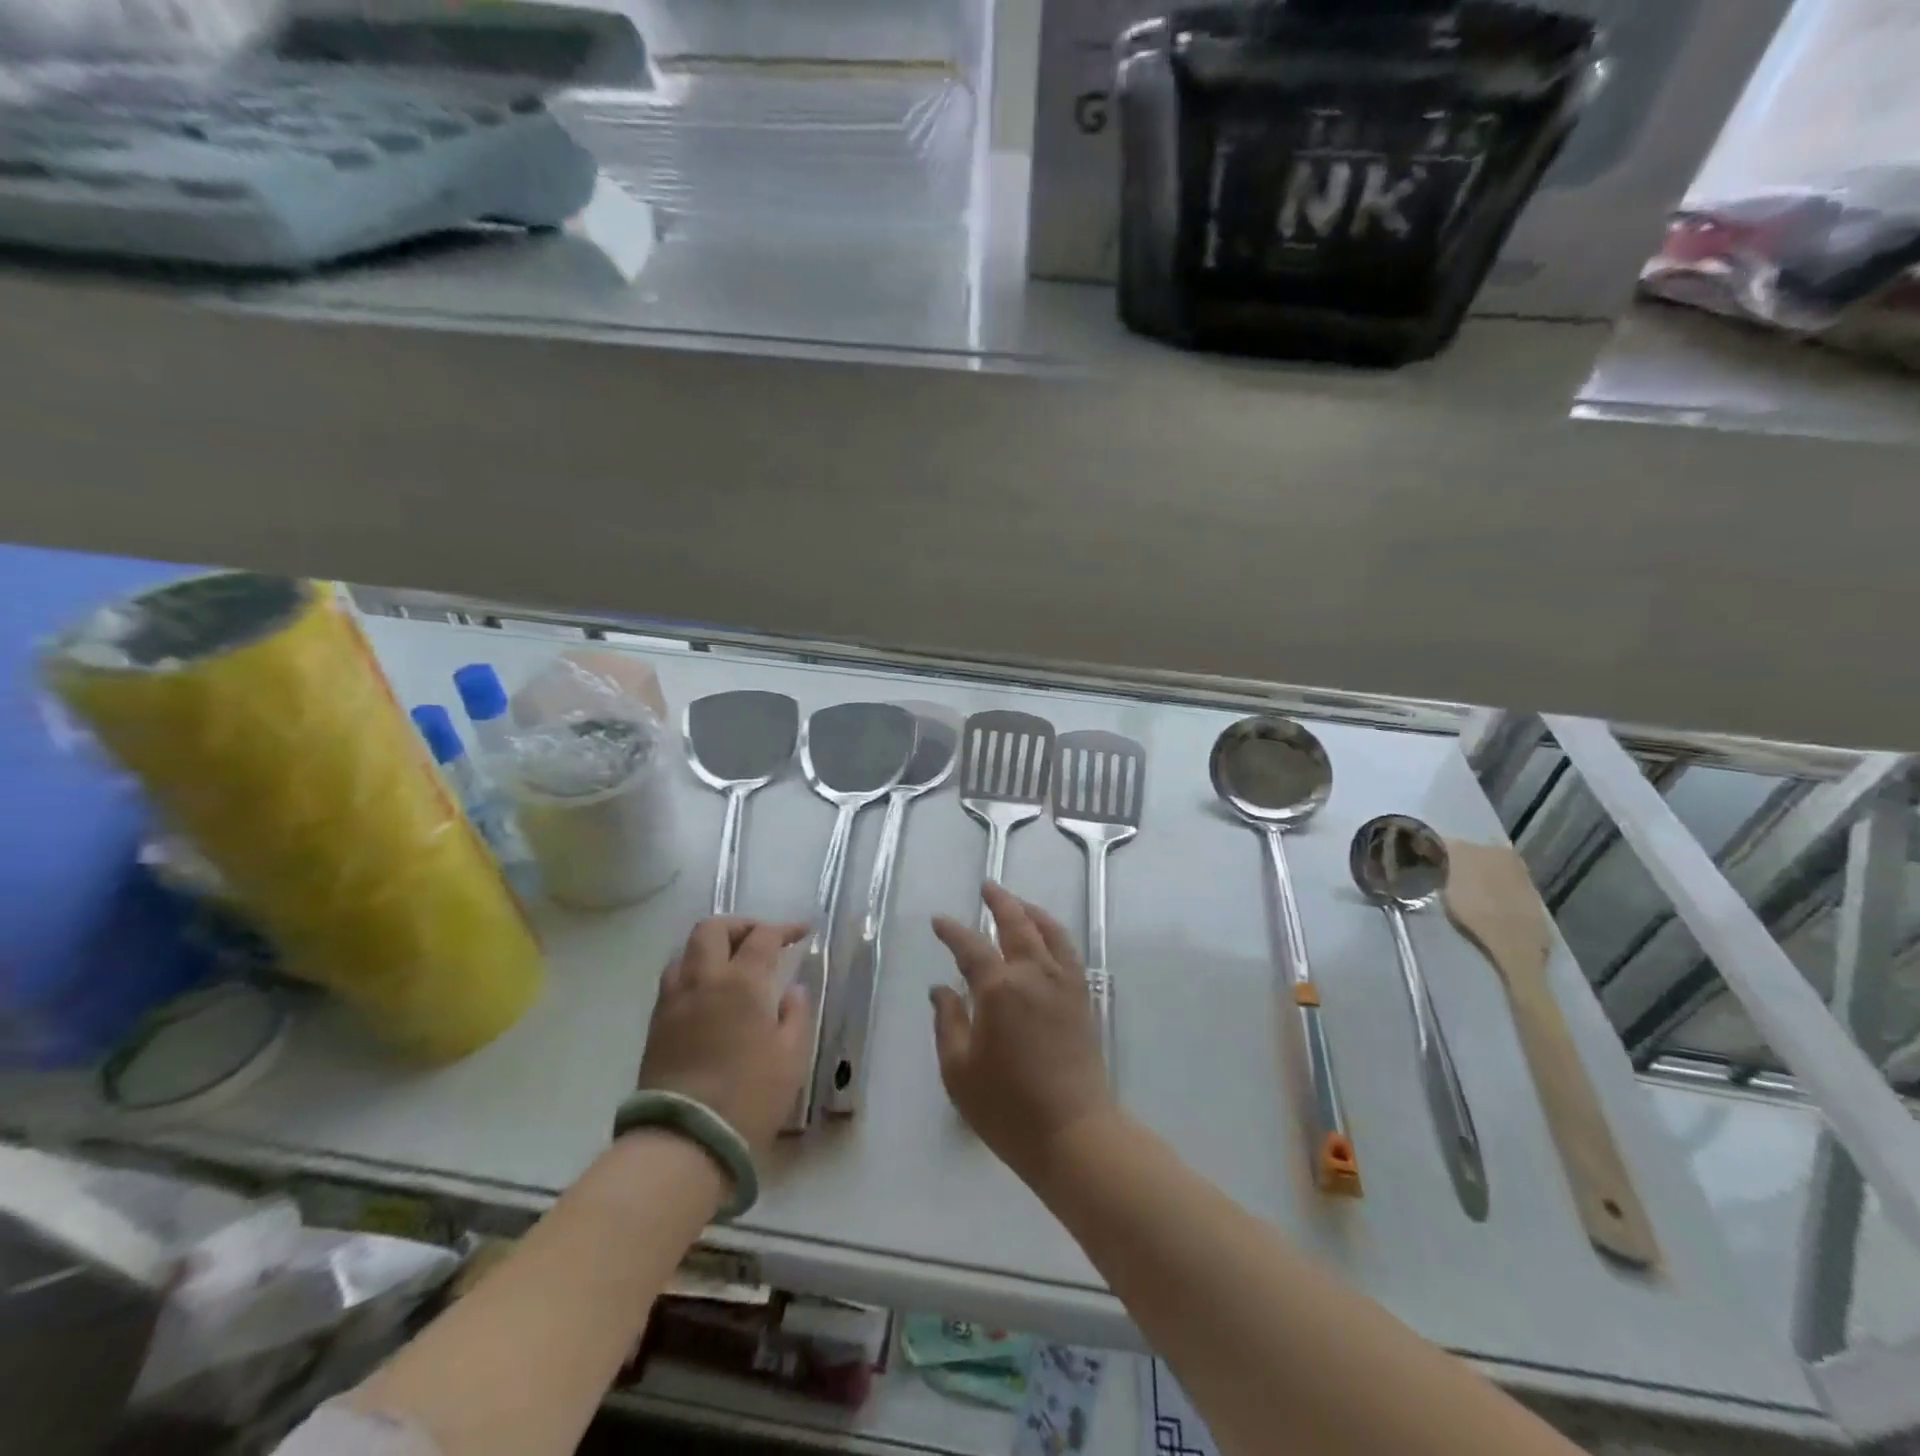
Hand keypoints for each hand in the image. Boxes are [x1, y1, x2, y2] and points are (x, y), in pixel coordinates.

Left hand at [639, 917, 809, 1157]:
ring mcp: (674, 1000)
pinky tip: (709, 993)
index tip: (802, 932)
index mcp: (742, 982)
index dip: (785, 928)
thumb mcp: (791, 1056)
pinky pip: (673, 979)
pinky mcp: (656, 1024)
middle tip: (761, 939)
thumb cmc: (749, 1096)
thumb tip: (792, 991)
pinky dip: (693, 971)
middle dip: (740, 925)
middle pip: (713, 928)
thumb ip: (796, 1015)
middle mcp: (704, 979)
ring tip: (731, 964)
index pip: (763, 937)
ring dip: (711, 946)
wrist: (686, 1140)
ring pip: (685, 950)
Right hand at [930, 882, 1115, 1182]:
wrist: (1074, 1133)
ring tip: (1017, 903)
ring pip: (1048, 931)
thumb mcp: (959, 1071)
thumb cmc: (1008, 1107)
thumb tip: (940, 989)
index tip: (939, 921)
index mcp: (999, 989)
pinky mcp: (1082, 998)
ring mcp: (1063, 983)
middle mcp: (1033, 974)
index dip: (952, 931)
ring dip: (1030, 911)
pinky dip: (1054, 932)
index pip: (970, 947)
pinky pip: (1067, 950)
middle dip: (999, 902)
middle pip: (1017, 924)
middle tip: (987, 886)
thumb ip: (947, 1023)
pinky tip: (1046, 937)